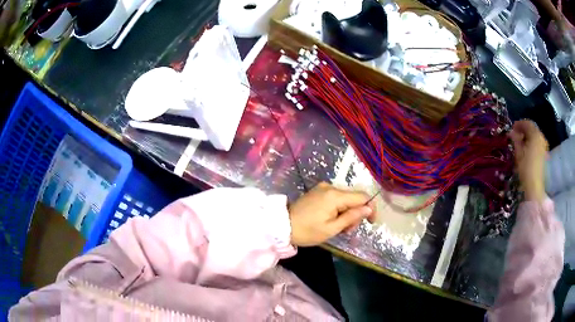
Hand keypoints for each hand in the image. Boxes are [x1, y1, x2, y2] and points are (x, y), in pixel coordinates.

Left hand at [288, 182, 376, 246]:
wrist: (282, 226)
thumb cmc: (307, 231)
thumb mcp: (332, 229)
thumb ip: (351, 217)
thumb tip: (368, 208)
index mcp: (335, 195)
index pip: (362, 196)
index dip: (370, 208)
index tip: (371, 222)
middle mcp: (330, 187)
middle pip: (353, 198)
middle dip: (355, 214)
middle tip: (347, 230)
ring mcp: (323, 188)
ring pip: (345, 198)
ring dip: (347, 212)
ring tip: (338, 228)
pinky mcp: (318, 191)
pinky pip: (335, 198)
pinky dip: (338, 209)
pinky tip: (332, 220)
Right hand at [509, 120, 547, 201]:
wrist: (535, 186)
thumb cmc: (526, 168)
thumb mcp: (518, 153)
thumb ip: (515, 140)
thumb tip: (511, 132)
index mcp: (535, 134)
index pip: (527, 123)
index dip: (519, 124)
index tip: (512, 128)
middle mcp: (541, 137)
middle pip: (532, 129)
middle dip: (524, 130)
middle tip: (516, 136)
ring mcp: (544, 146)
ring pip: (535, 136)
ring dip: (528, 137)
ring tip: (521, 143)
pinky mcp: (544, 154)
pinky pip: (537, 143)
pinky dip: (532, 143)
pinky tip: (527, 150)